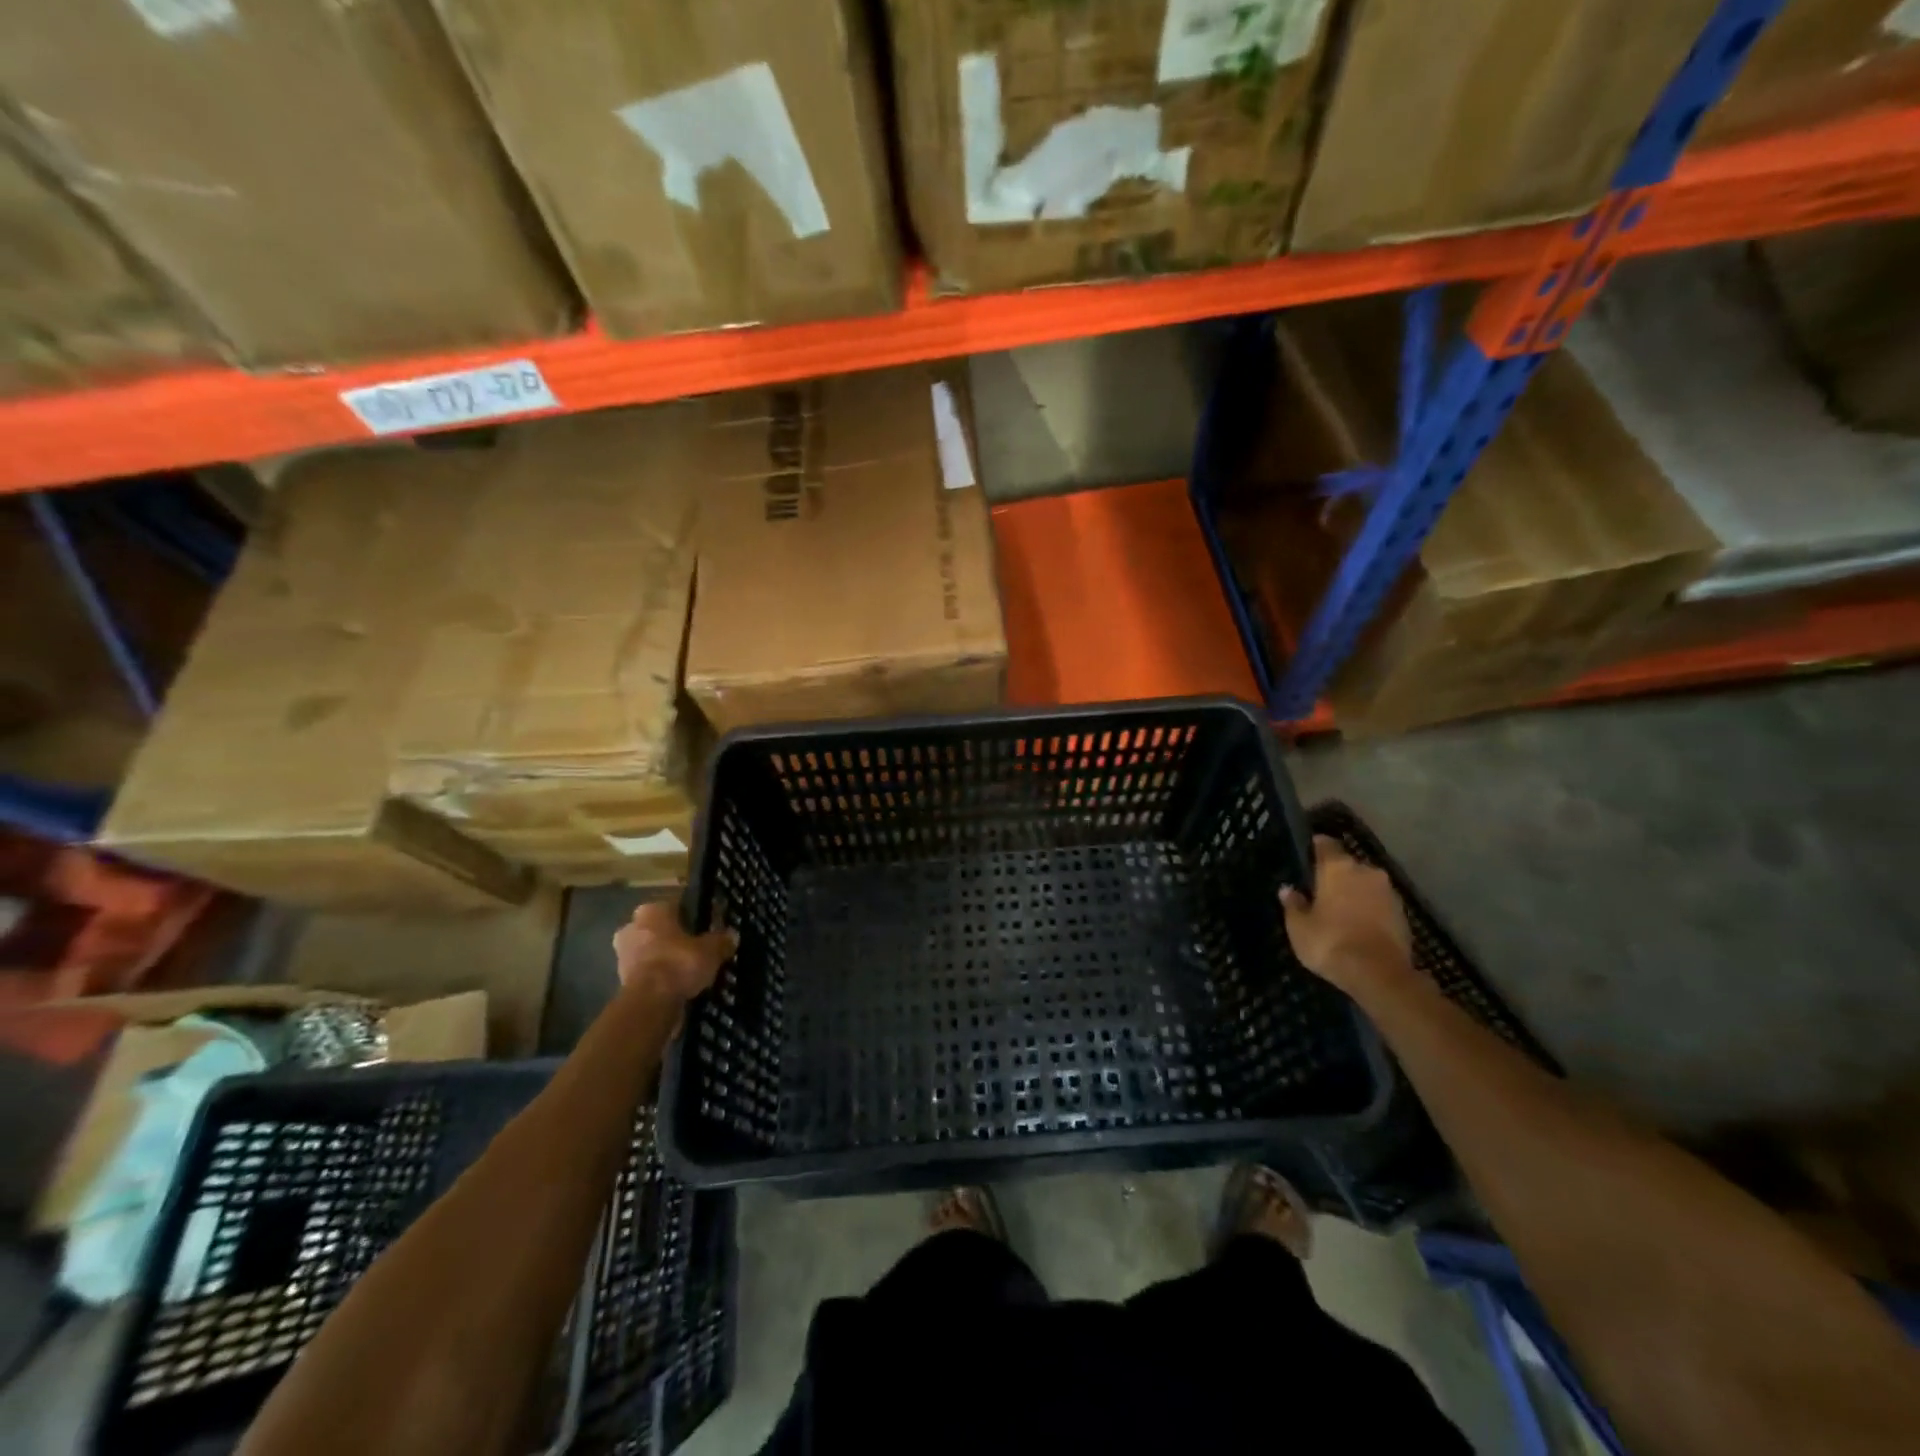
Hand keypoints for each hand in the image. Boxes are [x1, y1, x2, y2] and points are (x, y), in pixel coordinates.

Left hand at [612, 901, 737, 1002]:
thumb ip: (721, 941)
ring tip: (689, 969)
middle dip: (674, 937)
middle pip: (659, 928)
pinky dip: (659, 976)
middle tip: (696, 948)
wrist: (650, 1003)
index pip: (675, 905)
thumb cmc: (679, 963)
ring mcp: (623, 954)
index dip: (692, 915)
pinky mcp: (621, 979)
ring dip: (665, 958)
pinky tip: (677, 984)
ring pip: (651, 950)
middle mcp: (632, 926)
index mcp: (652, 910)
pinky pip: (647, 971)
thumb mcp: (711, 950)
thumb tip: (732, 936)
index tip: (705, 926)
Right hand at [1280, 836, 1414, 995]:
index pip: (1325, 844)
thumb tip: (1288, 890)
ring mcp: (1389, 892)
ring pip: (1366, 885)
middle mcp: (1366, 871)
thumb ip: (1293, 904)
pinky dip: (1369, 909)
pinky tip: (1359, 925)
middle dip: (1336, 875)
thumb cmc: (1330, 942)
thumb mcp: (1299, 926)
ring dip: (1355, 893)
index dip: (1315, 846)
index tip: (1307, 853)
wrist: (1379, 974)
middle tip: (1321, 890)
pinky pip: (1379, 904)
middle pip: (1348, 865)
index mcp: (1337, 867)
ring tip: (1340, 910)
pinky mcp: (1404, 914)